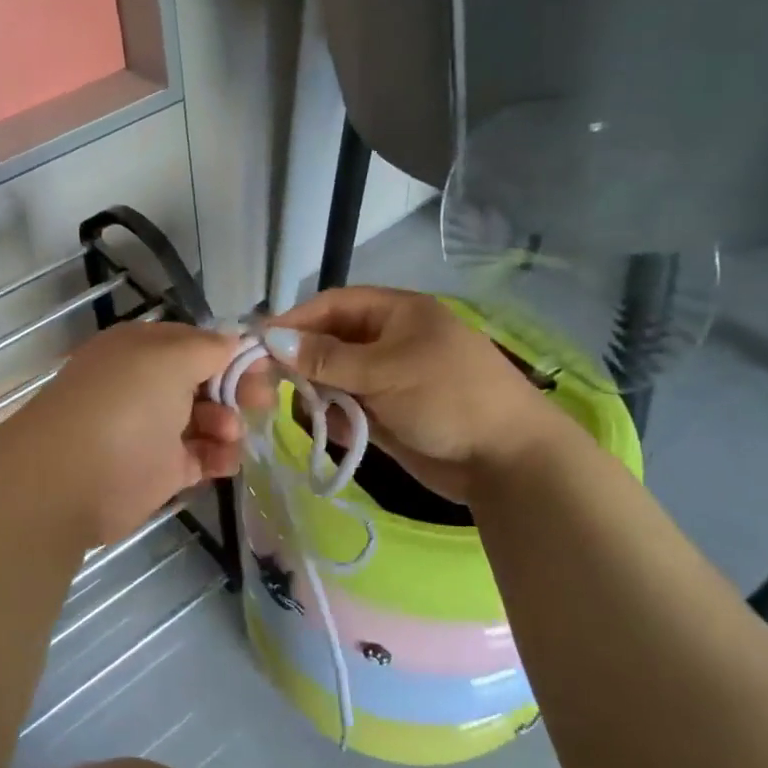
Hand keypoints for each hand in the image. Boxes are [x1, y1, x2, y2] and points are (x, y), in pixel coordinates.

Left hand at [1, 322, 262, 544]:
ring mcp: (154, 428)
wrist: (69, 480)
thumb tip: (235, 341)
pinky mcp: (160, 470)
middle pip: (207, 381)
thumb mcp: (170, 358)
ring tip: (228, 436)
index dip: (233, 353)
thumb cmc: (124, 405)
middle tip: (259, 403)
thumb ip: (210, 348)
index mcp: (144, 349)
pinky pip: (201, 457)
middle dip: (237, 389)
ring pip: (208, 419)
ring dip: (228, 424)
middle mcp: (148, 384)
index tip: (265, 367)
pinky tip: (225, 461)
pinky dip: (219, 457)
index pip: (198, 342)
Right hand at [265, 287, 560, 501]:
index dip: (295, 322)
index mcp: (396, 313)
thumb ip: (325, 357)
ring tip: (312, 414)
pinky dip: (338, 419)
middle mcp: (388, 340)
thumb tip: (271, 338)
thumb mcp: (384, 370)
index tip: (258, 345)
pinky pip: (348, 409)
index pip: (332, 306)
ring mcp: (388, 379)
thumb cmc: (448, 398)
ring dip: (319, 394)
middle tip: (269, 386)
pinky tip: (339, 433)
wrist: (508, 461)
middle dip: (302, 363)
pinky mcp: (388, 414)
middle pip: (328, 342)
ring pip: (334, 378)